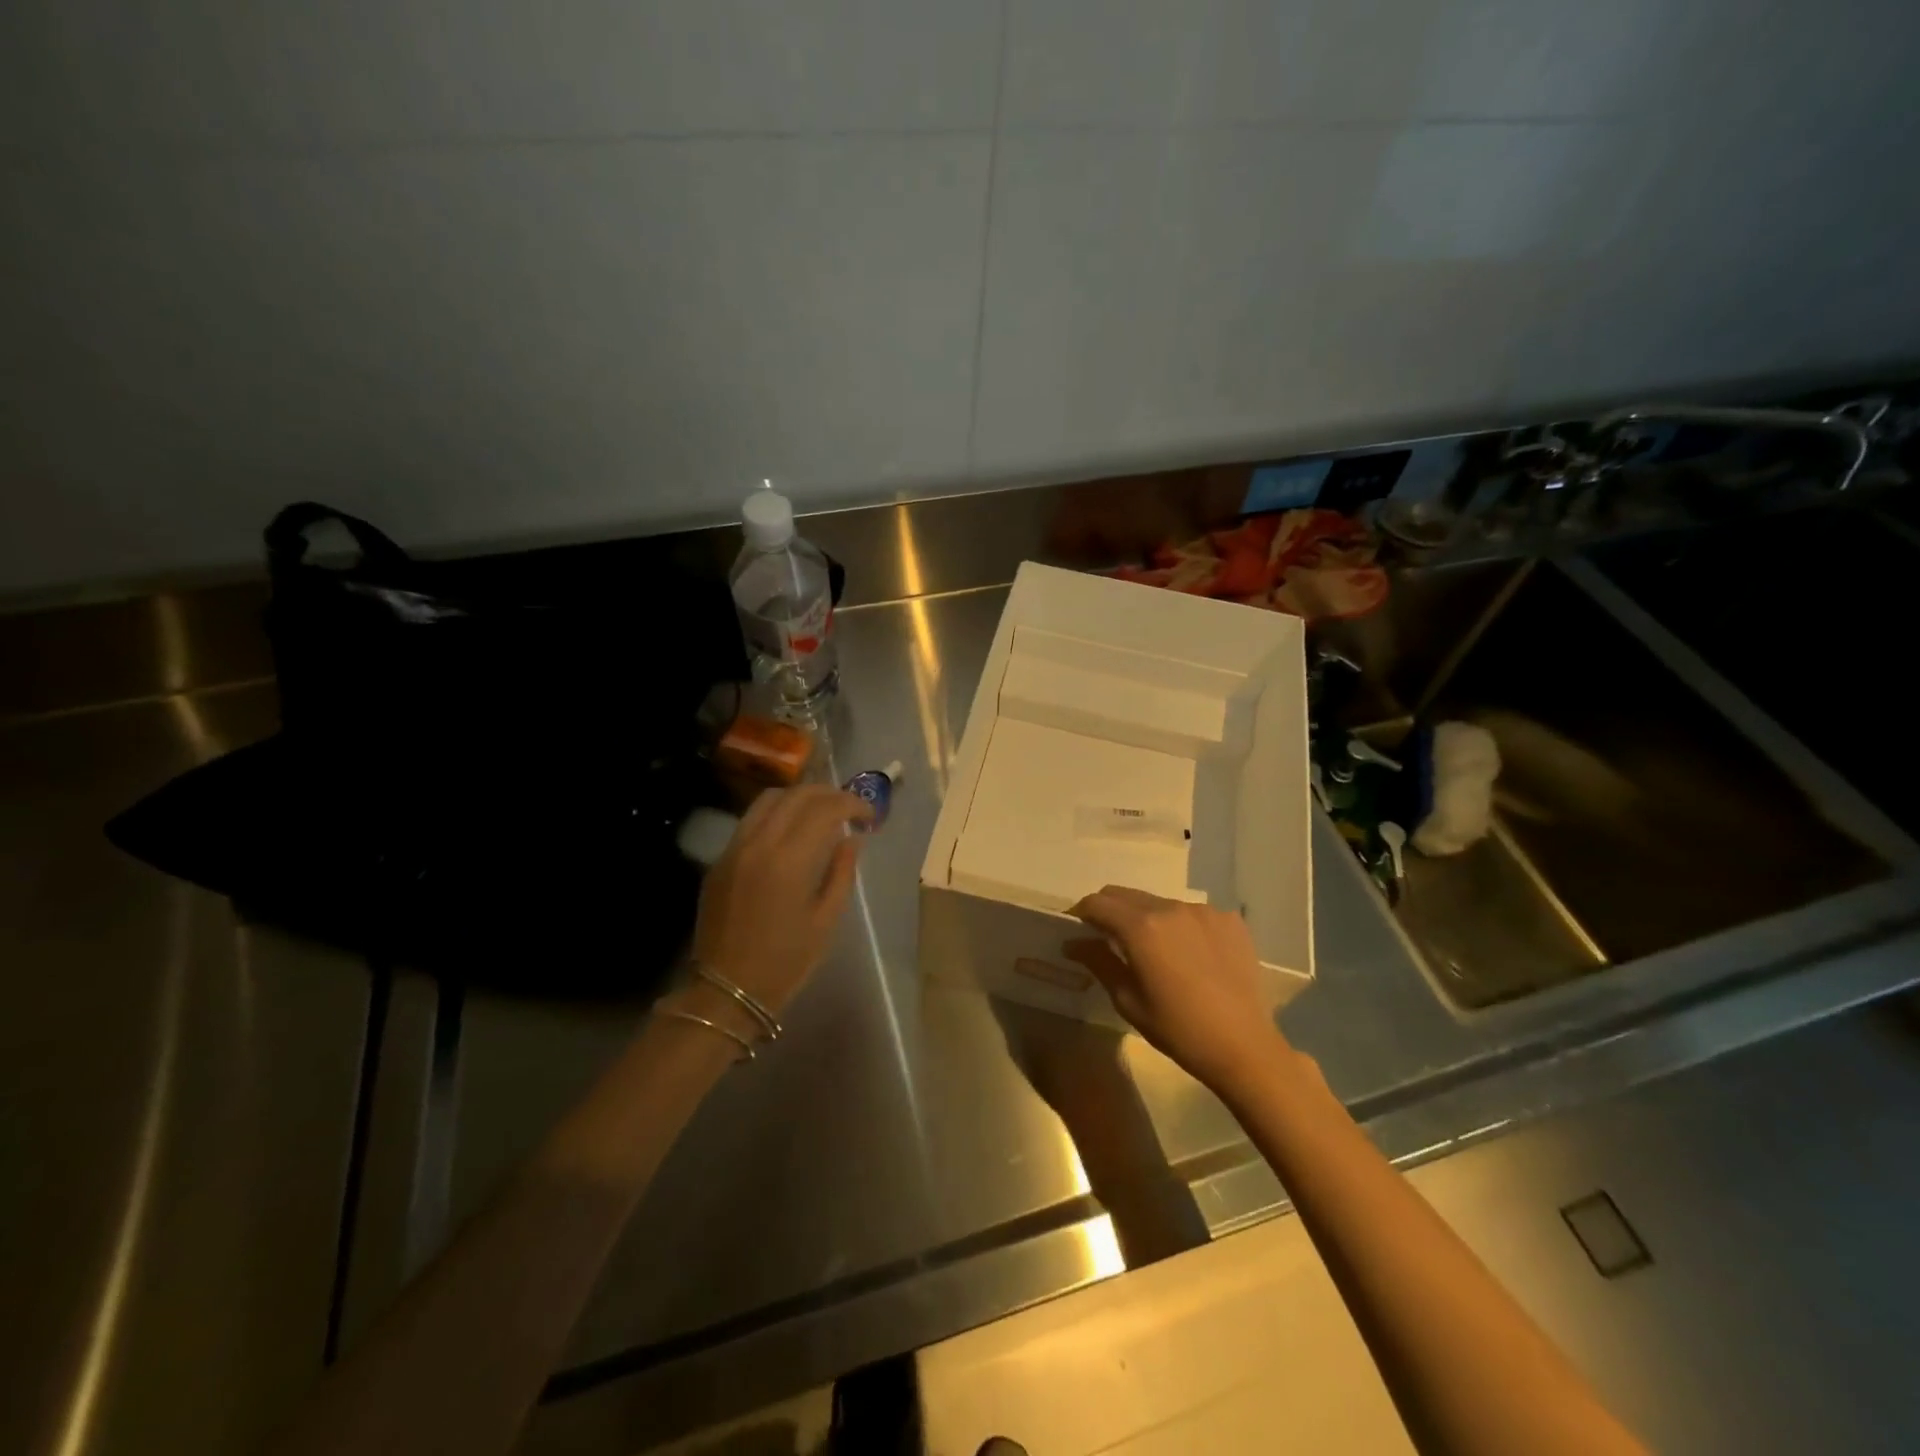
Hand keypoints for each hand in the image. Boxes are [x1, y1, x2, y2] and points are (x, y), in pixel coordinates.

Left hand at [690, 785, 870, 1019]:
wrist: (725, 990)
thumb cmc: (785, 962)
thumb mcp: (826, 920)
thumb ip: (842, 873)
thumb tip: (852, 839)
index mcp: (790, 860)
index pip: (825, 808)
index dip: (853, 803)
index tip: (869, 815)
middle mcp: (759, 843)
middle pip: (797, 794)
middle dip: (829, 793)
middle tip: (850, 807)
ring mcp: (734, 848)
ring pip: (769, 799)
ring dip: (800, 797)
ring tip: (820, 812)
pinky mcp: (720, 860)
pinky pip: (751, 820)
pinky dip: (777, 813)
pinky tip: (790, 832)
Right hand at [1066, 885, 1288, 1095]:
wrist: (1245, 1047)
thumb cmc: (1179, 1030)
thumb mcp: (1128, 1001)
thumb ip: (1098, 962)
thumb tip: (1072, 942)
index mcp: (1141, 927)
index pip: (1097, 903)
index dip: (1080, 913)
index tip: (1075, 929)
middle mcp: (1170, 907)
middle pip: (1125, 895)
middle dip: (1109, 910)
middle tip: (1105, 937)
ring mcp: (1203, 910)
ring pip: (1159, 902)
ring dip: (1145, 917)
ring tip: (1152, 950)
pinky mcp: (1229, 920)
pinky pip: (1192, 913)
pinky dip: (1179, 926)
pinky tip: (1188, 955)